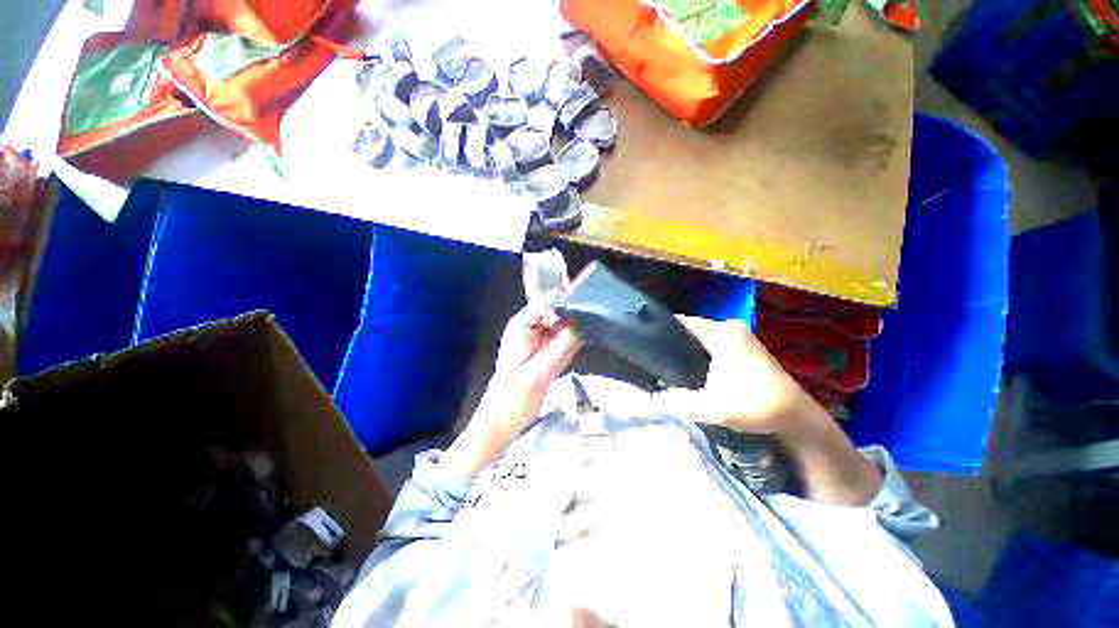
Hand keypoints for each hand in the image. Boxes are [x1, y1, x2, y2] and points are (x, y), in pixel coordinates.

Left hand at [441, 306, 579, 476]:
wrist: (501, 424)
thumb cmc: (513, 401)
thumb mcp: (539, 374)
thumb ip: (561, 348)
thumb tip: (581, 325)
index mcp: (521, 326)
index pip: (547, 303)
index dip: (567, 304)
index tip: (588, 311)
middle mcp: (529, 328)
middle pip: (556, 313)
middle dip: (572, 320)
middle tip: (587, 332)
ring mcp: (536, 340)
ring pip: (561, 327)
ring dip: (572, 334)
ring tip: (580, 344)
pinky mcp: (542, 353)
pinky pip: (561, 341)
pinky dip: (569, 346)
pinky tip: (572, 355)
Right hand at [657, 316, 813, 436]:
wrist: (797, 417)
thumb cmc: (755, 406)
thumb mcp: (712, 407)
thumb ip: (677, 402)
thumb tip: (650, 400)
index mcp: (722, 334)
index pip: (682, 322)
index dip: (662, 329)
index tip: (645, 340)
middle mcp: (731, 328)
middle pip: (692, 328)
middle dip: (674, 341)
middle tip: (654, 356)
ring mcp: (741, 335)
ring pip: (704, 335)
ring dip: (688, 347)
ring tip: (667, 361)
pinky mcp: (747, 345)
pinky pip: (715, 341)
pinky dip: (702, 350)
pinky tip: (692, 365)